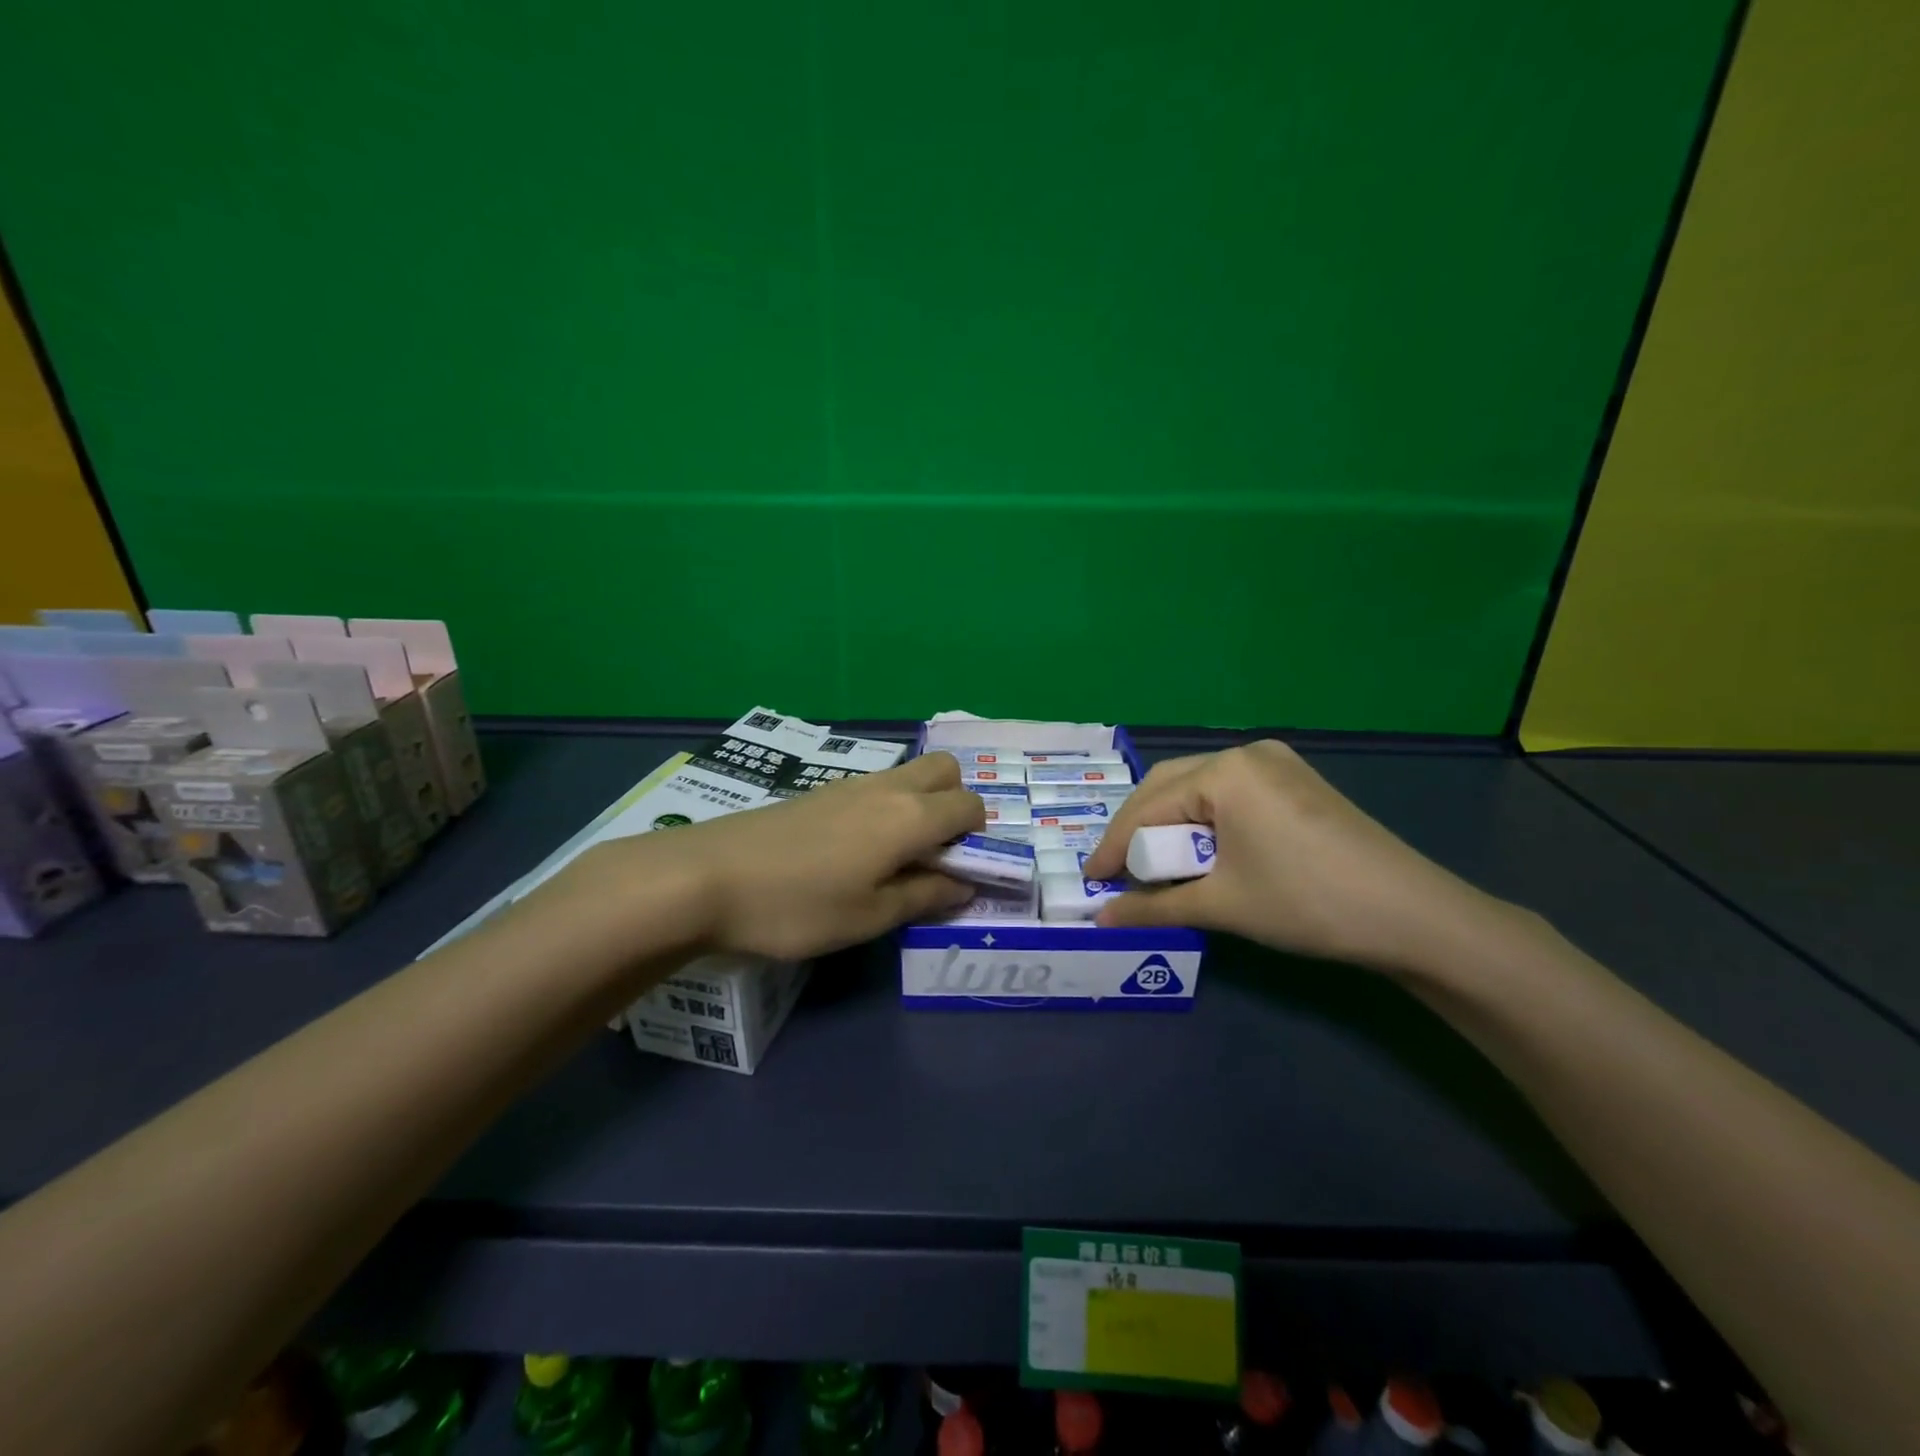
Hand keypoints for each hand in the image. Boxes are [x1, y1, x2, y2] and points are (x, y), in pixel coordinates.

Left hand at [587, 751, 983, 962]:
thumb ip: (925, 896)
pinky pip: (875, 785)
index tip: (959, 872)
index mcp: (910, 817)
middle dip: (956, 803)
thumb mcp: (868, 917)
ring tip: (894, 856)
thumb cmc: (797, 906)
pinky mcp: (820, 791)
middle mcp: (887, 787)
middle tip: (934, 852)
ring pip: (908, 773)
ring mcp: (850, 784)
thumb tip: (966, 884)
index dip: (979, 837)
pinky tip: (854, 850)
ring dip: (920, 803)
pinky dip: (887, 805)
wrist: (707, 876)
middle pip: (945, 769)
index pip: (970, 806)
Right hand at [1080, 741, 1510, 973]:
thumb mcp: (1222, 905)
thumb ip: (1153, 906)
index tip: (1090, 880)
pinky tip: (1202, 853)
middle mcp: (1246, 753)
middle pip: (1168, 787)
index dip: (1114, 846)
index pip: (1147, 806)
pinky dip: (1204, 822)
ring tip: (1157, 867)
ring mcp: (1276, 763)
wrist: (1413, 915)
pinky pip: (1230, 795)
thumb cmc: (1306, 902)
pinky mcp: (1296, 783)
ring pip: (1199, 789)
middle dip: (1139, 830)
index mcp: (1224, 771)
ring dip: (1171, 826)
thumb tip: (1102, 919)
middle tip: (1119, 872)